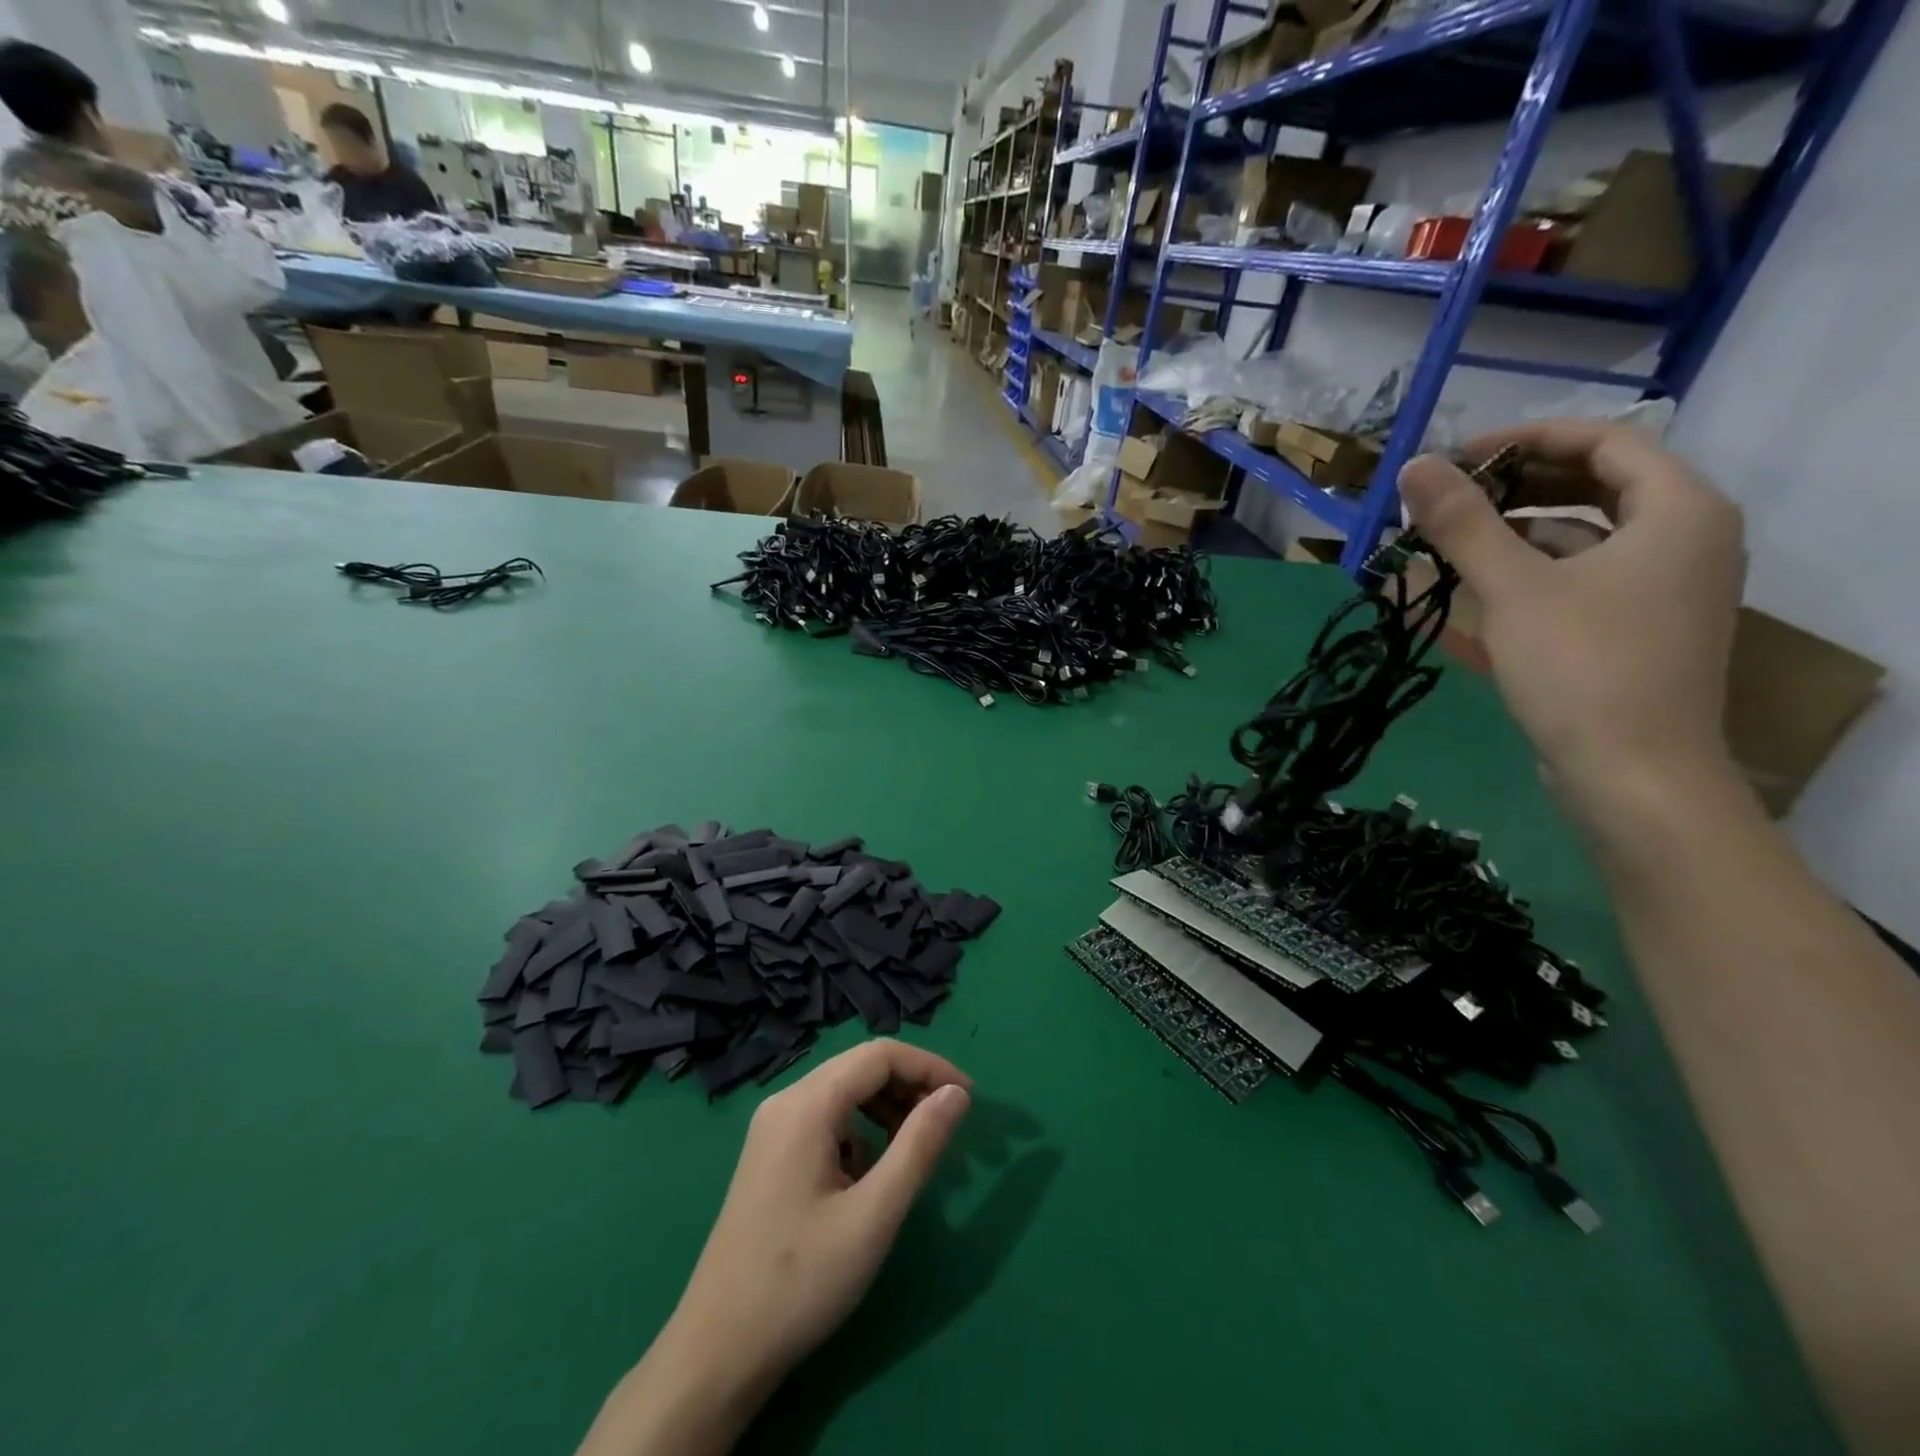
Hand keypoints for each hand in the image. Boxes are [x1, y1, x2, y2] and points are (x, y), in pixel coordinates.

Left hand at [576, 1040, 971, 1455]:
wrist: (718, 1352)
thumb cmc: (801, 1281)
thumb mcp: (874, 1215)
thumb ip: (920, 1146)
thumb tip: (957, 1094)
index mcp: (806, 1104)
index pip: (880, 1055)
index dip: (929, 1067)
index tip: (968, 1098)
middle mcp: (786, 1101)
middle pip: (861, 1068)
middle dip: (912, 1085)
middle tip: (951, 1123)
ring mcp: (774, 1127)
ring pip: (845, 1092)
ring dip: (888, 1107)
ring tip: (919, 1146)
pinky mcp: (771, 1153)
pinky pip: (828, 1119)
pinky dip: (862, 1130)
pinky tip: (873, 1172)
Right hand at [1397, 419, 1745, 820]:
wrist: (1633, 775)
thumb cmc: (1582, 668)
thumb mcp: (1514, 589)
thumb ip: (1463, 524)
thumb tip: (1413, 466)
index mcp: (1679, 511)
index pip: (1605, 441)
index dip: (1527, 439)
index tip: (1459, 458)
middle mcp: (1686, 538)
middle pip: (1597, 484)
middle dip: (1517, 485)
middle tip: (1449, 498)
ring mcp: (1665, 587)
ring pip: (1587, 534)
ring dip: (1518, 530)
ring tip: (1450, 540)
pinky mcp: (1639, 628)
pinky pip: (1584, 576)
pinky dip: (1533, 570)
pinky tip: (1479, 586)